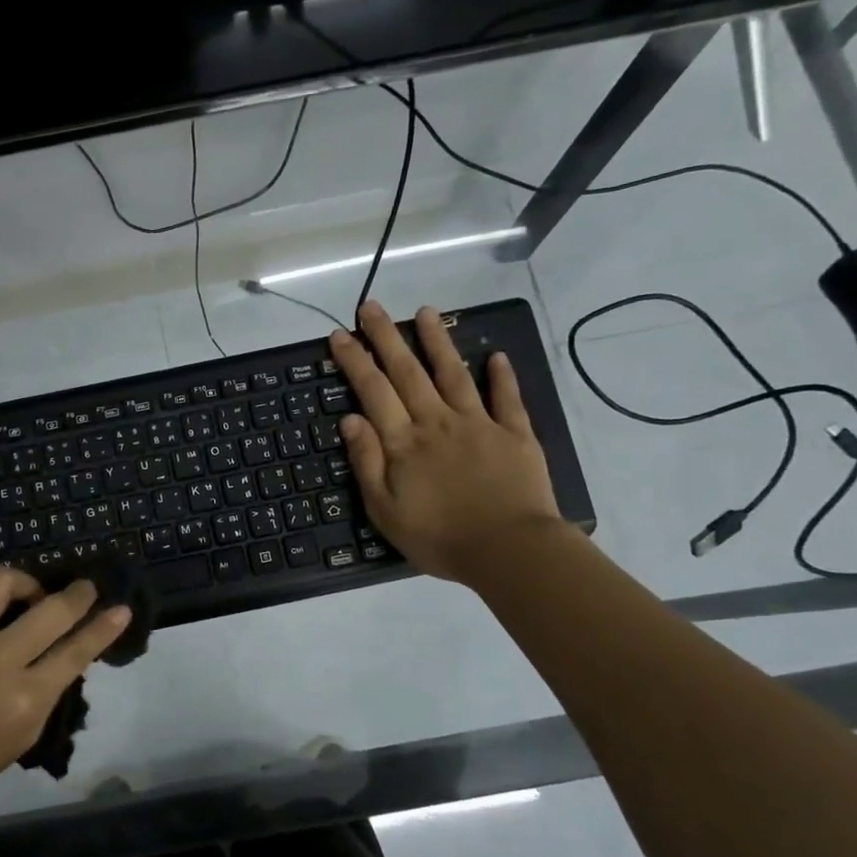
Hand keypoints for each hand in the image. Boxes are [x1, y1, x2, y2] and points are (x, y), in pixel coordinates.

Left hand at [0, 566, 131, 816]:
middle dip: (77, 594)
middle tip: (85, 588)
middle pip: (50, 610)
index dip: (103, 627)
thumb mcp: (20, 737)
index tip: (121, 609)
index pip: (76, 652)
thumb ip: (45, 692)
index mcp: (24, 698)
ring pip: (2, 581)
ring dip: (25, 582)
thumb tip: (63, 655)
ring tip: (29, 596)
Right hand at [330, 301, 562, 587]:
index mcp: (404, 442)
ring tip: (426, 311)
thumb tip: (350, 419)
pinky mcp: (515, 434)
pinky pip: (506, 398)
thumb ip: (367, 462)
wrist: (508, 550)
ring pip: (453, 374)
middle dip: (387, 337)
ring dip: (438, 341)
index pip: (373, 392)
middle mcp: (437, 422)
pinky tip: (496, 356)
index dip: (355, 361)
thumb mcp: (385, 510)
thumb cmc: (439, 537)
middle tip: (372, 306)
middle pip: (408, 372)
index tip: (340, 335)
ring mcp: (479, 424)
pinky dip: (501, 376)